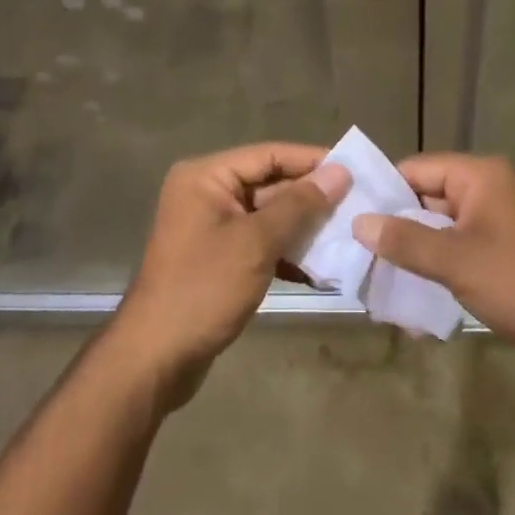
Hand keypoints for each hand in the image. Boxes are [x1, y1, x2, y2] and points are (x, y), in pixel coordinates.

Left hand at [113, 144, 349, 401]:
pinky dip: (287, 252)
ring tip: (348, 235)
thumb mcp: (256, 242)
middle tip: (358, 206)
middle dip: (311, 198)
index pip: (268, 155)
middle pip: (269, 184)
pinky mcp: (219, 258)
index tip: (354, 169)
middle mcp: (206, 193)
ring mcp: (211, 227)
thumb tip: (339, 173)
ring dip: (304, 227)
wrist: (155, 359)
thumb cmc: (203, 289)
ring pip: (268, 216)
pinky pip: (260, 242)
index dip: (312, 161)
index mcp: (206, 177)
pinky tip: (321, 269)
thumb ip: (299, 205)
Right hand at [351, 154, 514, 358]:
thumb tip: (360, 223)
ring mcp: (505, 220)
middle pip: (430, 199)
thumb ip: (405, 241)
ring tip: (381, 284)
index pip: (416, 169)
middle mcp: (493, 188)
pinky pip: (466, 249)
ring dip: (419, 255)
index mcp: (481, 176)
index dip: (382, 192)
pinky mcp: (513, 250)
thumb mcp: (456, 262)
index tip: (350, 219)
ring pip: (446, 229)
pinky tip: (419, 302)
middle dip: (397, 230)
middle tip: (359, 256)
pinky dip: (444, 268)